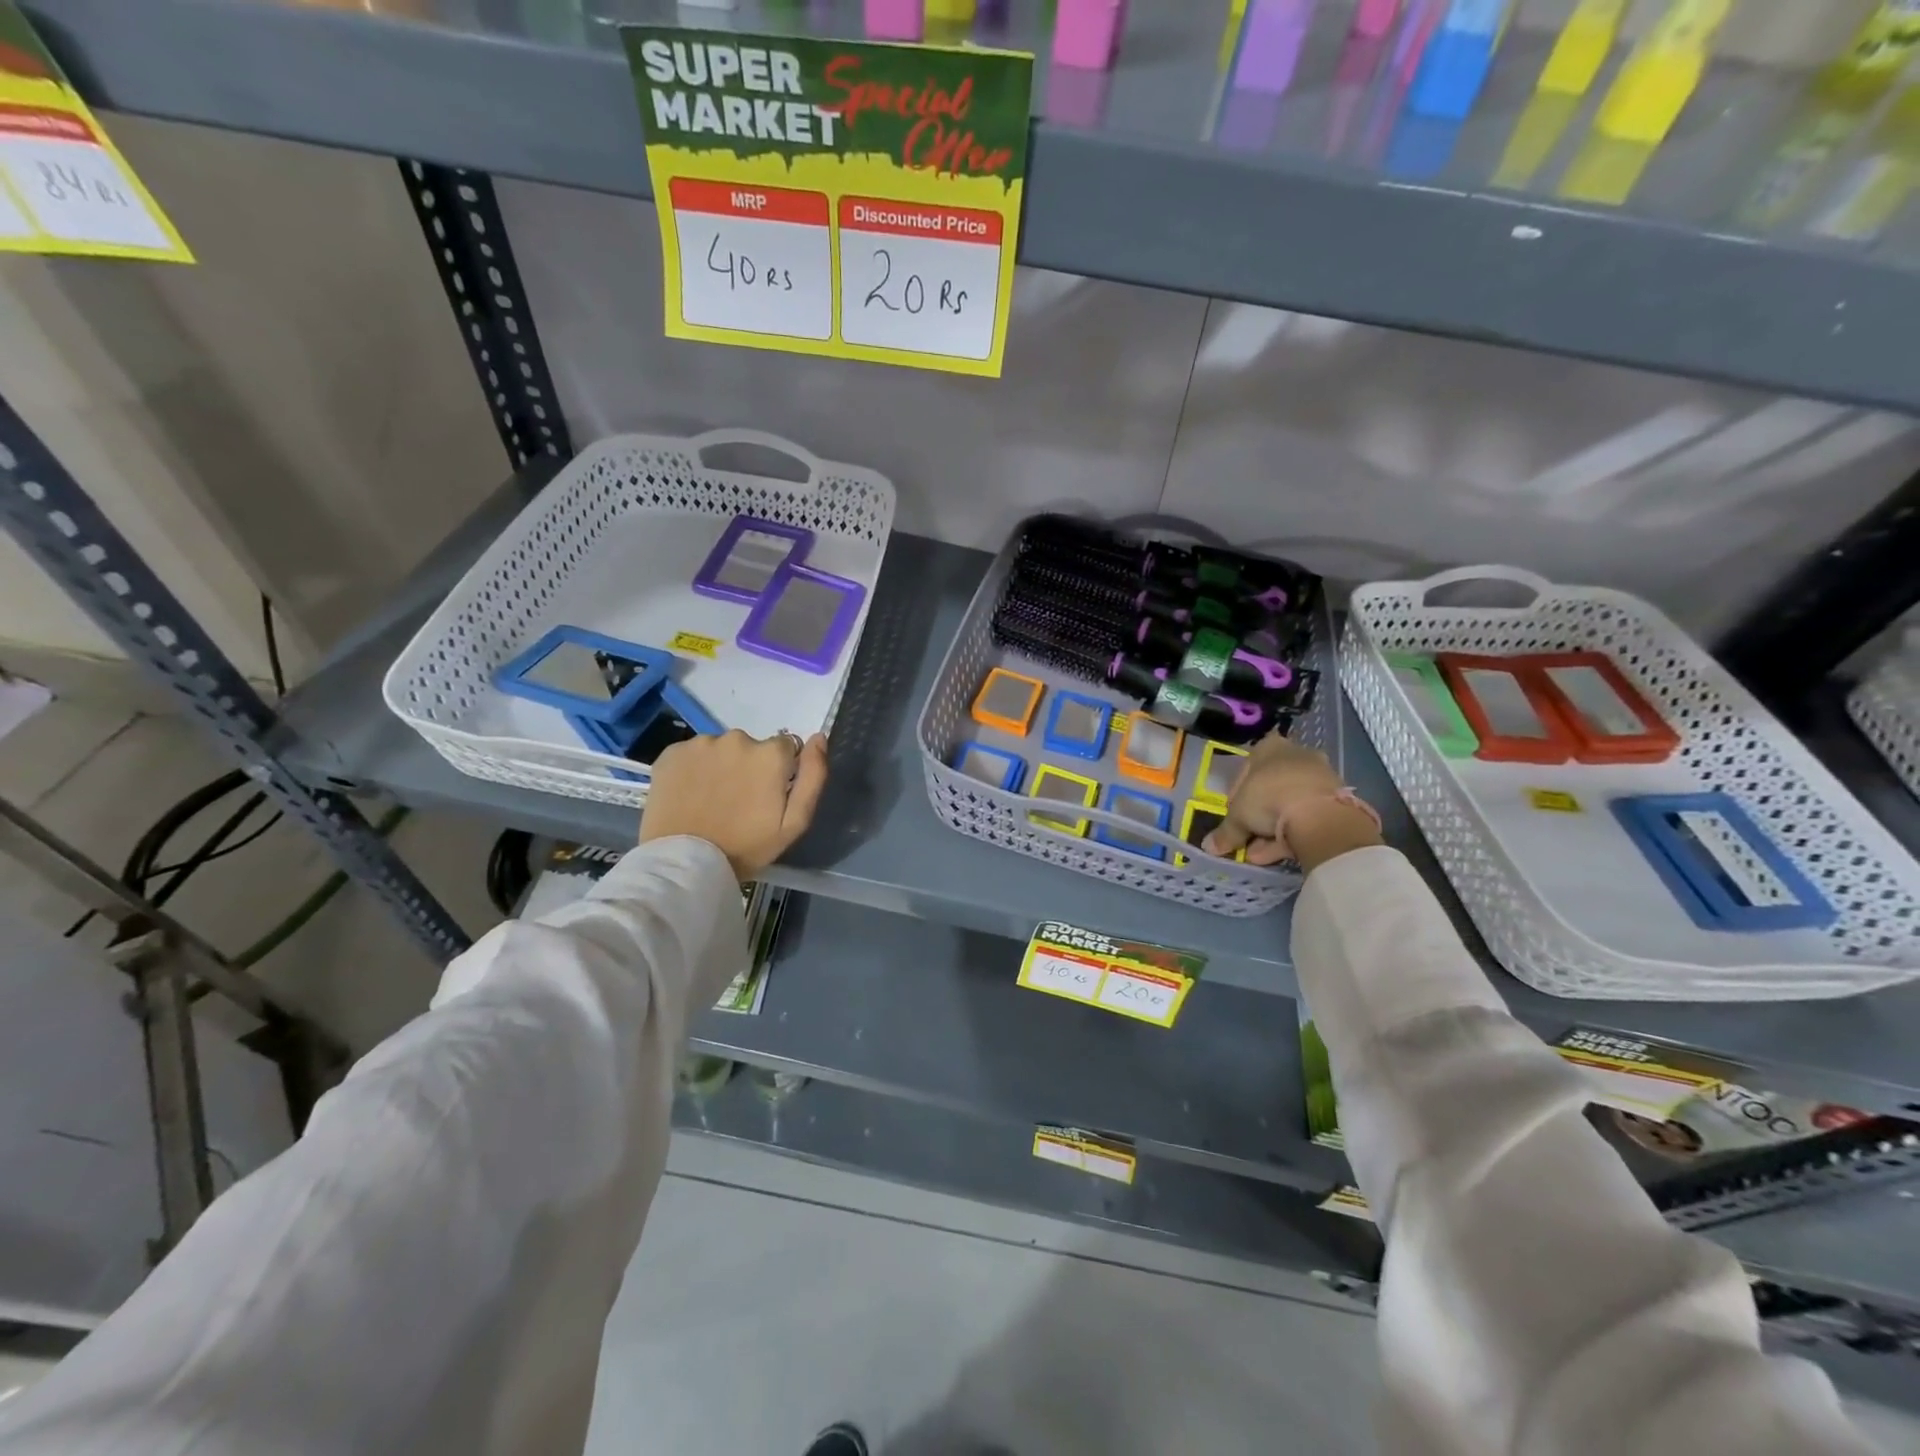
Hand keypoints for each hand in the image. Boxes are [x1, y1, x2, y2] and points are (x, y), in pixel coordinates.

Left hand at [639, 730, 829, 880]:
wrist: (685, 863)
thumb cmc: (746, 847)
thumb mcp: (795, 822)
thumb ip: (814, 776)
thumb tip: (818, 738)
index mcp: (770, 754)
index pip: (786, 748)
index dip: (779, 772)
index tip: (767, 797)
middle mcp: (737, 738)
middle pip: (752, 747)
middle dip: (749, 767)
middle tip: (738, 802)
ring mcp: (701, 743)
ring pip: (721, 749)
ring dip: (721, 766)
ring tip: (712, 800)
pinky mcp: (672, 752)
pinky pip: (692, 754)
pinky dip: (694, 769)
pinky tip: (690, 794)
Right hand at [1203, 732, 1382, 871]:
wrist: (1319, 814)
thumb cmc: (1268, 798)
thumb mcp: (1237, 817)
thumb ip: (1225, 832)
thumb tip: (1209, 847)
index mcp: (1268, 747)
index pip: (1245, 769)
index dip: (1235, 796)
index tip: (1233, 816)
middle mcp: (1296, 754)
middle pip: (1270, 787)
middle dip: (1258, 814)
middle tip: (1247, 836)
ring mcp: (1320, 775)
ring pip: (1290, 803)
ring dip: (1274, 828)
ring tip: (1260, 853)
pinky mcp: (1337, 798)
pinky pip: (1308, 815)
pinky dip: (1294, 833)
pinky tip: (1280, 853)